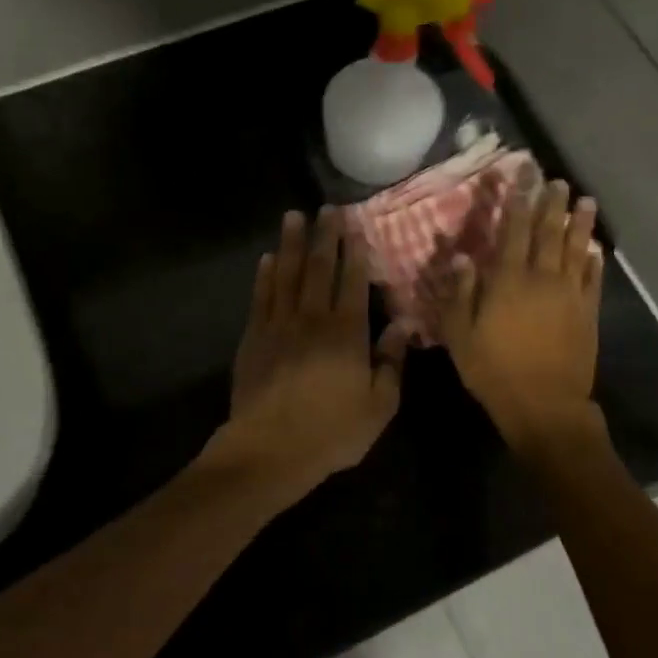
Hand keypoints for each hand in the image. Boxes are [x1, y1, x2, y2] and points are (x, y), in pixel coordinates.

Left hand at [218, 207, 407, 498]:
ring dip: (292, 244)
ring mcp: (279, 325)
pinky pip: (261, 297)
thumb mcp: (379, 406)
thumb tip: (403, 324)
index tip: (355, 227)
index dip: (354, 253)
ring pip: (287, 275)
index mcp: (347, 333)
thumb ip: (391, 362)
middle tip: (326, 209)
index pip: (353, 282)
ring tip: (293, 217)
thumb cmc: (332, 431)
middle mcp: (313, 319)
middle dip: (324, 237)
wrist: (271, 448)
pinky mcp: (254, 337)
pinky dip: (266, 275)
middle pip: (319, 269)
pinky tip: (269, 258)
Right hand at [438, 179, 604, 450]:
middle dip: (550, 203)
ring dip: (580, 223)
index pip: (513, 230)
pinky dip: (594, 260)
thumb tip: (461, 256)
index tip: (521, 176)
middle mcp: (542, 278)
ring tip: (585, 200)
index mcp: (508, 280)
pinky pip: (592, 279)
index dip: (516, 200)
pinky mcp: (587, 313)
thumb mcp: (460, 334)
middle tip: (556, 179)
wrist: (544, 405)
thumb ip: (460, 292)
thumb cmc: (493, 370)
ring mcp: (569, 294)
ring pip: (576, 249)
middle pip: (548, 232)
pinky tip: (596, 248)